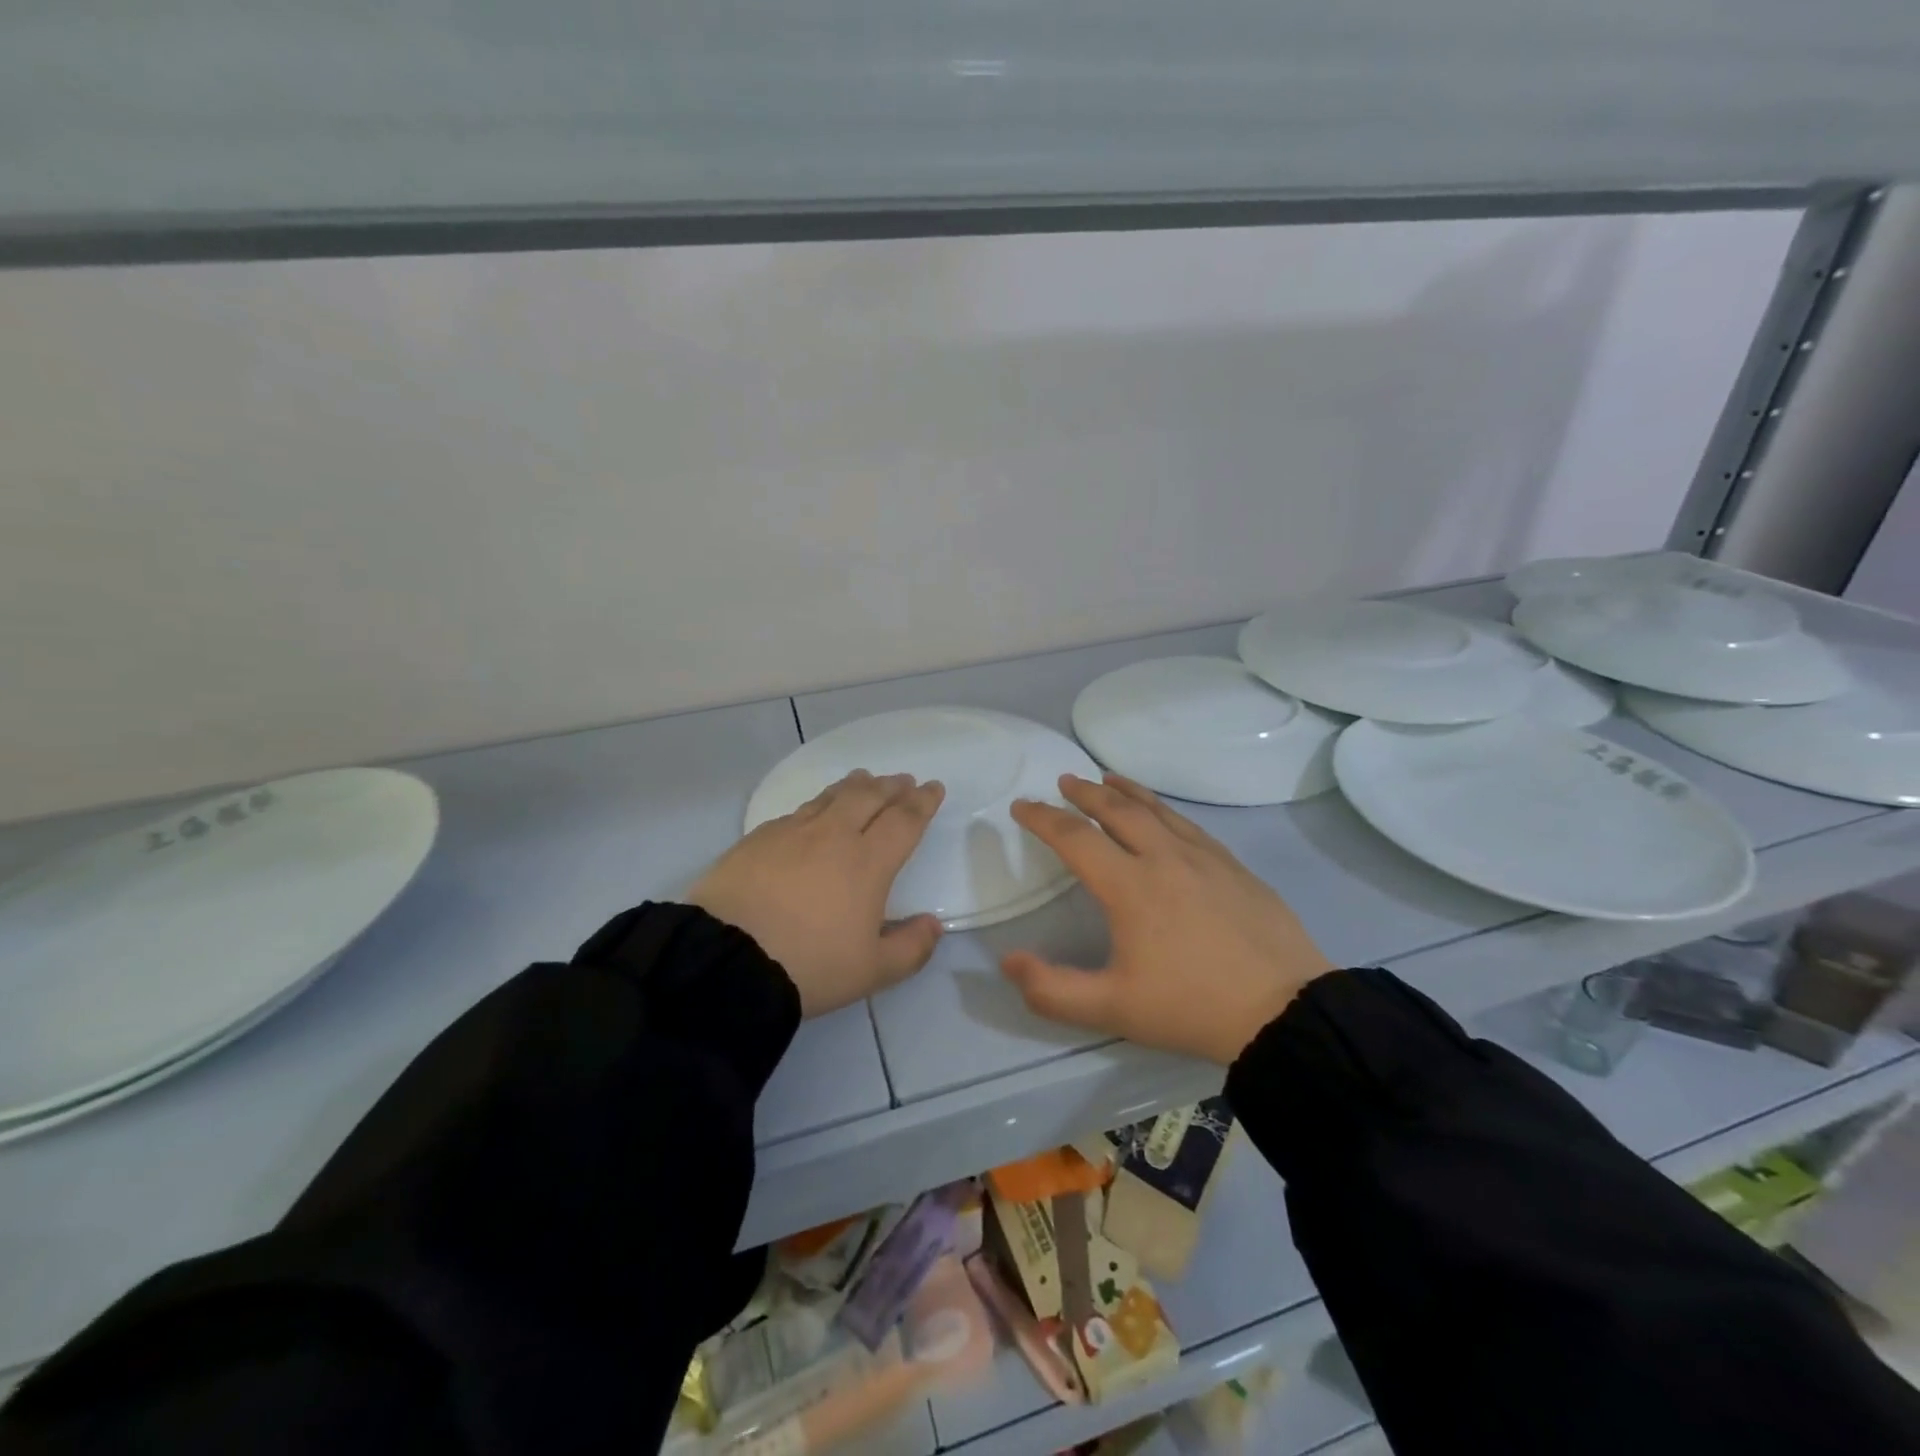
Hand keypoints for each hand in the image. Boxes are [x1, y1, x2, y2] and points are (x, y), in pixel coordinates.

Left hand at [691, 770, 946, 1016]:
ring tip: (865, 779)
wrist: (725, 959)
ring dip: (855, 785)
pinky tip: (814, 811)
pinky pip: (798, 811)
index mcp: (868, 862)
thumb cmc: (808, 966)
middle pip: (869, 797)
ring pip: (831, 796)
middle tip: (903, 780)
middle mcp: (833, 836)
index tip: (933, 788)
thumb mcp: (871, 971)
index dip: (922, 802)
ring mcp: (792, 832)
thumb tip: (934, 924)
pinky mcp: (758, 838)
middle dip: (891, 786)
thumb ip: (911, 948)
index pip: (904, 820)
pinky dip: (818, 804)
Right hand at [1001, 773, 1333, 1063]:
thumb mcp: (1112, 1009)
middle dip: (1084, 792)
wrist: (1284, 1010)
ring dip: (1125, 791)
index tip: (1021, 805)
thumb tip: (1007, 961)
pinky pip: (1188, 824)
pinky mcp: (1233, 866)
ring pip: (1157, 809)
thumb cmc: (1191, 1007)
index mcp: (1130, 886)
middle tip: (1064, 781)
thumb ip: (1051, 989)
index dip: (1043, 818)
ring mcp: (1205, 858)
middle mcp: (1164, 857)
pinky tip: (1164, 816)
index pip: (1075, 838)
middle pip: (1117, 809)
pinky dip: (1163, 809)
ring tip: (1107, 779)